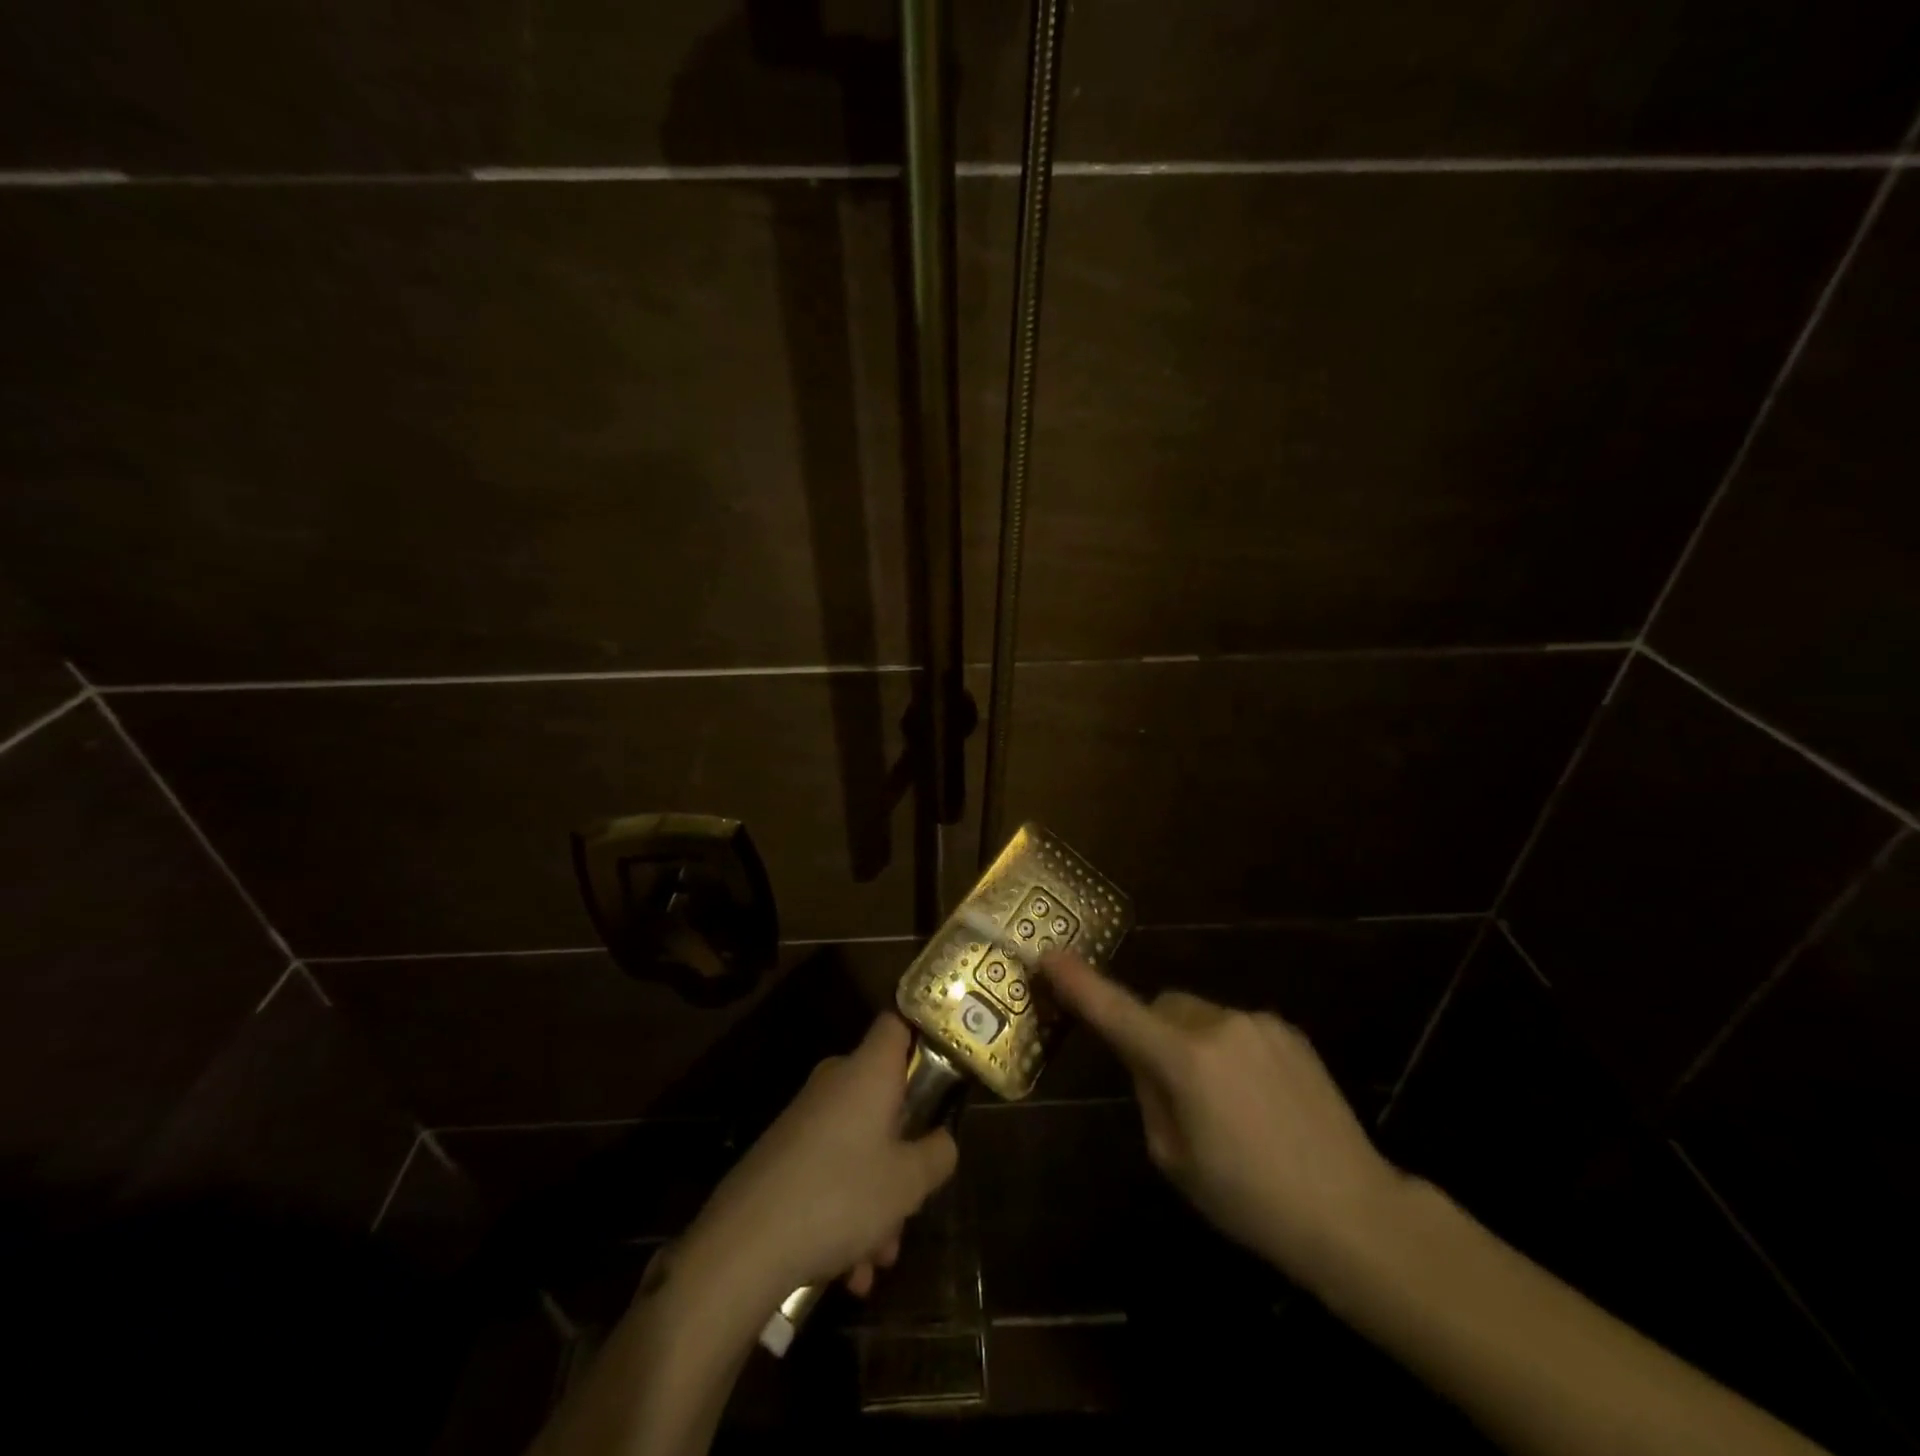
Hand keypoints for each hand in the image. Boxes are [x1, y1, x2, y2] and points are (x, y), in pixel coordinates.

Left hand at [687, 1014, 958, 1301]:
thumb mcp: (908, 1182)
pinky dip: (846, 1211)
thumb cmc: (840, 1195)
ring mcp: (806, 1118)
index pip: (897, 1022)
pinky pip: (831, 1170)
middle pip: (885, 1098)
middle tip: (917, 1197)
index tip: (944, 1068)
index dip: (923, 1034)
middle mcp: (836, 1083)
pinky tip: (850, 1271)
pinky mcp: (784, 1153)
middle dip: (905, 1151)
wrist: (743, 1245)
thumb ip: (938, 1154)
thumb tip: (943, 1140)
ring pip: (860, 1145)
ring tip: (880, 1259)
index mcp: (868, 1071)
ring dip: (877, 1198)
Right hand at [1040, 950, 1407, 1286]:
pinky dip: (1227, 1049)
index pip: (1117, 1012)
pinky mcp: (1287, 1031)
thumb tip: (1146, 1058)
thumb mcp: (1175, 1158)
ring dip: (1192, 1042)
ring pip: (1199, 1016)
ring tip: (1223, 1103)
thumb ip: (1150, 1092)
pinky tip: (1257, 1099)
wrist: (1353, 1213)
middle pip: (1161, 1007)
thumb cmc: (1249, 1199)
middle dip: (1151, 1032)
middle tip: (1166, 1085)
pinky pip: (1236, 1027)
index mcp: (1185, 1060)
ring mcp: (1258, 1023)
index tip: (1050, 956)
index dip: (1080, 984)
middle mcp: (1219, 1025)